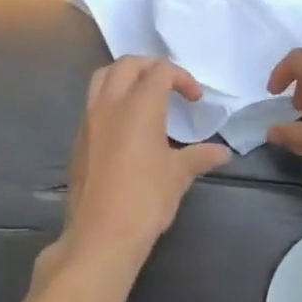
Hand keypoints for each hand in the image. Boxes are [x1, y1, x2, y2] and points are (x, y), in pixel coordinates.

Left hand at [54, 57, 229, 266]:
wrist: (100, 236)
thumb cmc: (145, 200)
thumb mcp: (178, 175)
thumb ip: (200, 156)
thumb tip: (223, 152)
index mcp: (139, 105)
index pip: (160, 72)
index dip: (181, 78)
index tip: (195, 98)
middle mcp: (111, 104)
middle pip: (128, 64)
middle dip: (151, 66)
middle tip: (169, 84)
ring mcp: (89, 120)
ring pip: (103, 77)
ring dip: (125, 75)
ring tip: (142, 93)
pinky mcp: (78, 139)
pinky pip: (92, 102)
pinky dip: (109, 98)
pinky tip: (123, 123)